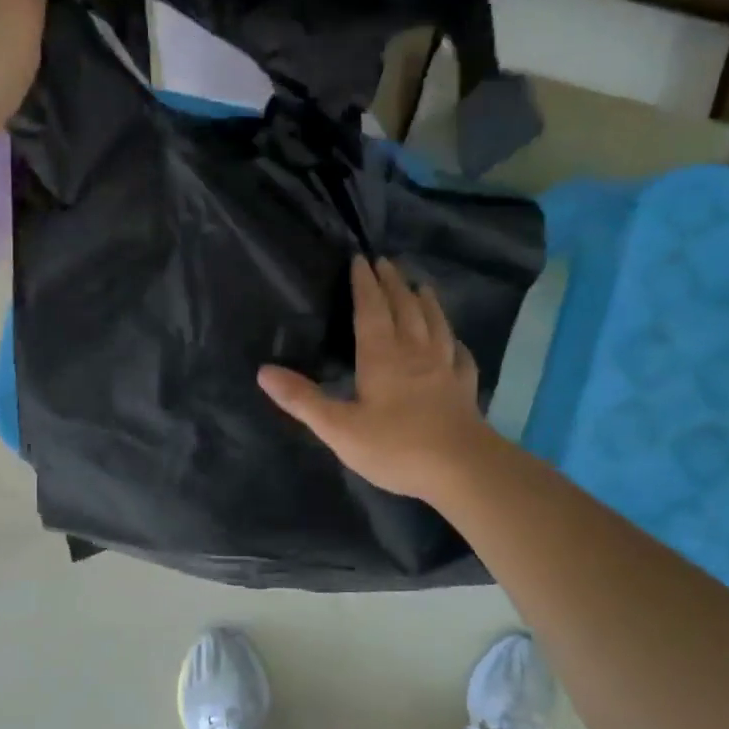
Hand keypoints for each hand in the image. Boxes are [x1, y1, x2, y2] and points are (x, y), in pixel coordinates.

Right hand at [258, 256, 502, 503]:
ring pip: (435, 324)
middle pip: (404, 308)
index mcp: (381, 356)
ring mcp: (444, 368)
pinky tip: (455, 343)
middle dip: (393, 284)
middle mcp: (414, 352)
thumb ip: (303, 400)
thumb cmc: (395, 446)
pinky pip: (460, 356)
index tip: (361, 260)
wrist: (461, 468)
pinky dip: (454, 342)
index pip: (371, 310)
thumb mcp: (338, 428)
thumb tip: (264, 371)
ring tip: (421, 285)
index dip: (364, 284)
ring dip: (426, 302)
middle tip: (386, 262)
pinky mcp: (464, 389)